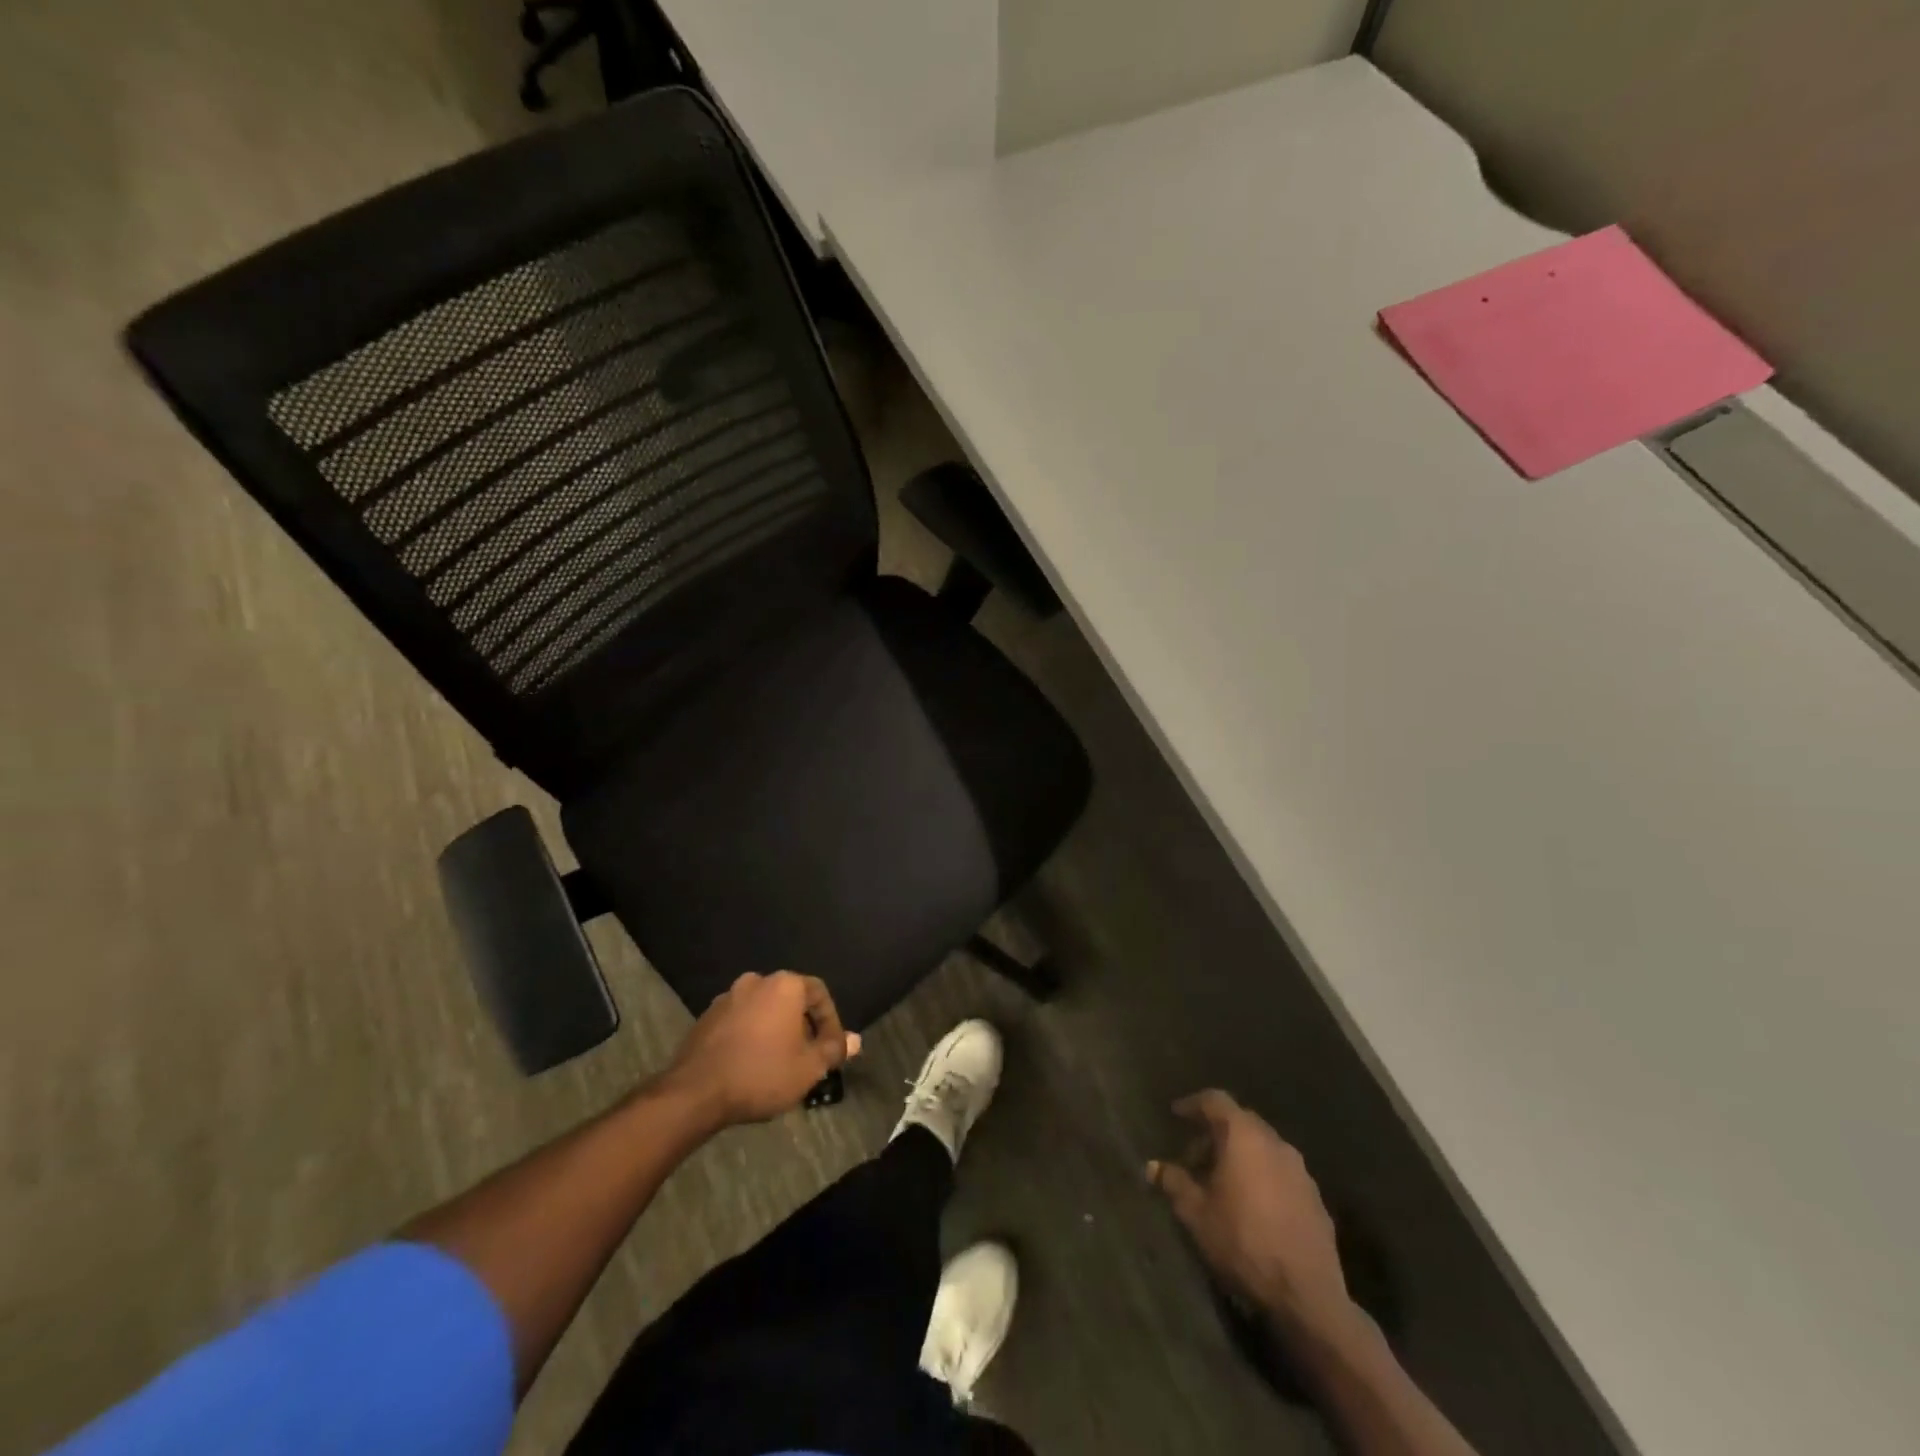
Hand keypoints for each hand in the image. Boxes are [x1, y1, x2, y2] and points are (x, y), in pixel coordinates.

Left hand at [662, 971, 861, 1127]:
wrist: (695, 1093)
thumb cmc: (762, 1074)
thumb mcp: (809, 1067)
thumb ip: (833, 1049)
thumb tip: (855, 1039)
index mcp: (785, 985)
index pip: (819, 993)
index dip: (831, 1022)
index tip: (831, 1050)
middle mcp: (756, 981)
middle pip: (790, 1000)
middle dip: (802, 1027)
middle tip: (807, 1057)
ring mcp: (727, 997)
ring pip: (764, 1010)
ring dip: (775, 1031)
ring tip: (779, 1064)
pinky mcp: (706, 1017)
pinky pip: (740, 1021)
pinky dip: (751, 1036)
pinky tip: (751, 1064)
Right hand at [1149, 1090, 1353, 1336]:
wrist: (1307, 1296)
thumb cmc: (1243, 1243)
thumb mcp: (1196, 1214)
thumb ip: (1173, 1183)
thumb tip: (1153, 1166)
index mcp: (1243, 1136)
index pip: (1215, 1101)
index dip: (1192, 1104)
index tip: (1176, 1114)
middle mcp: (1275, 1143)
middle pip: (1240, 1122)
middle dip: (1215, 1135)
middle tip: (1194, 1158)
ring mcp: (1300, 1171)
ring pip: (1263, 1148)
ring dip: (1240, 1157)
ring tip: (1222, 1184)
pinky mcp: (1316, 1199)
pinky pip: (1281, 1173)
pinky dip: (1262, 1177)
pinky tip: (1252, 1207)